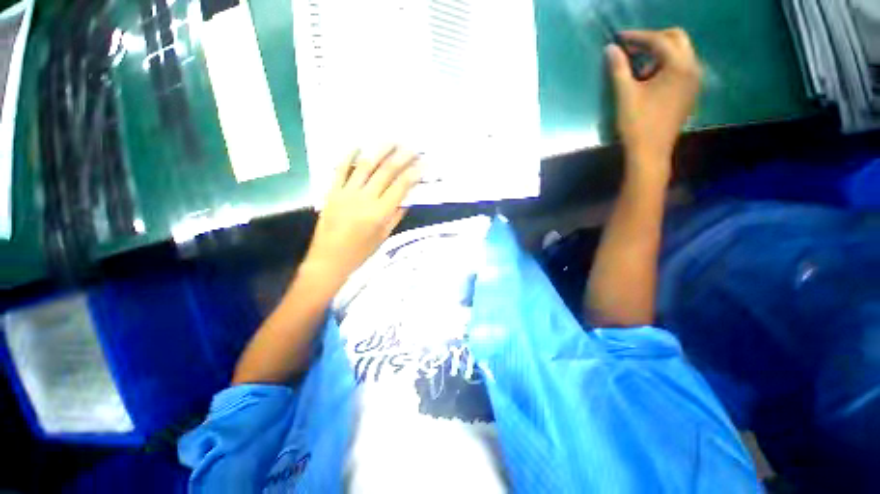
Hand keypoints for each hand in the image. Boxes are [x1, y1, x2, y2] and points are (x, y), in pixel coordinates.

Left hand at [304, 146, 419, 283]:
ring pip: (365, 166)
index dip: (414, 173)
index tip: (424, 163)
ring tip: (391, 140)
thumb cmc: (360, 253)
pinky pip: (340, 170)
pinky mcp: (331, 192)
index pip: (401, 187)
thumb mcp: (383, 237)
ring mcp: (346, 193)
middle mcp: (364, 199)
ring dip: (380, 151)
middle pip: (386, 172)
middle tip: (412, 147)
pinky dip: (349, 156)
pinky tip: (358, 145)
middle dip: (401, 157)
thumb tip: (407, 198)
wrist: (328, 260)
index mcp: (379, 214)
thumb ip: (396, 216)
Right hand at [606, 28, 700, 171]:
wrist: (650, 152)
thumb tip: (610, 48)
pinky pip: (681, 67)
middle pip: (677, 39)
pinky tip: (650, 79)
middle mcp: (693, 68)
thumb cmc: (637, 124)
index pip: (660, 39)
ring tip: (638, 68)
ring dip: (659, 53)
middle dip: (653, 39)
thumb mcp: (625, 95)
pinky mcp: (690, 92)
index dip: (638, 36)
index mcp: (679, 66)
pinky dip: (666, 65)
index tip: (619, 37)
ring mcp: (694, 81)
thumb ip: (618, 69)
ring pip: (680, 53)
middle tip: (632, 48)